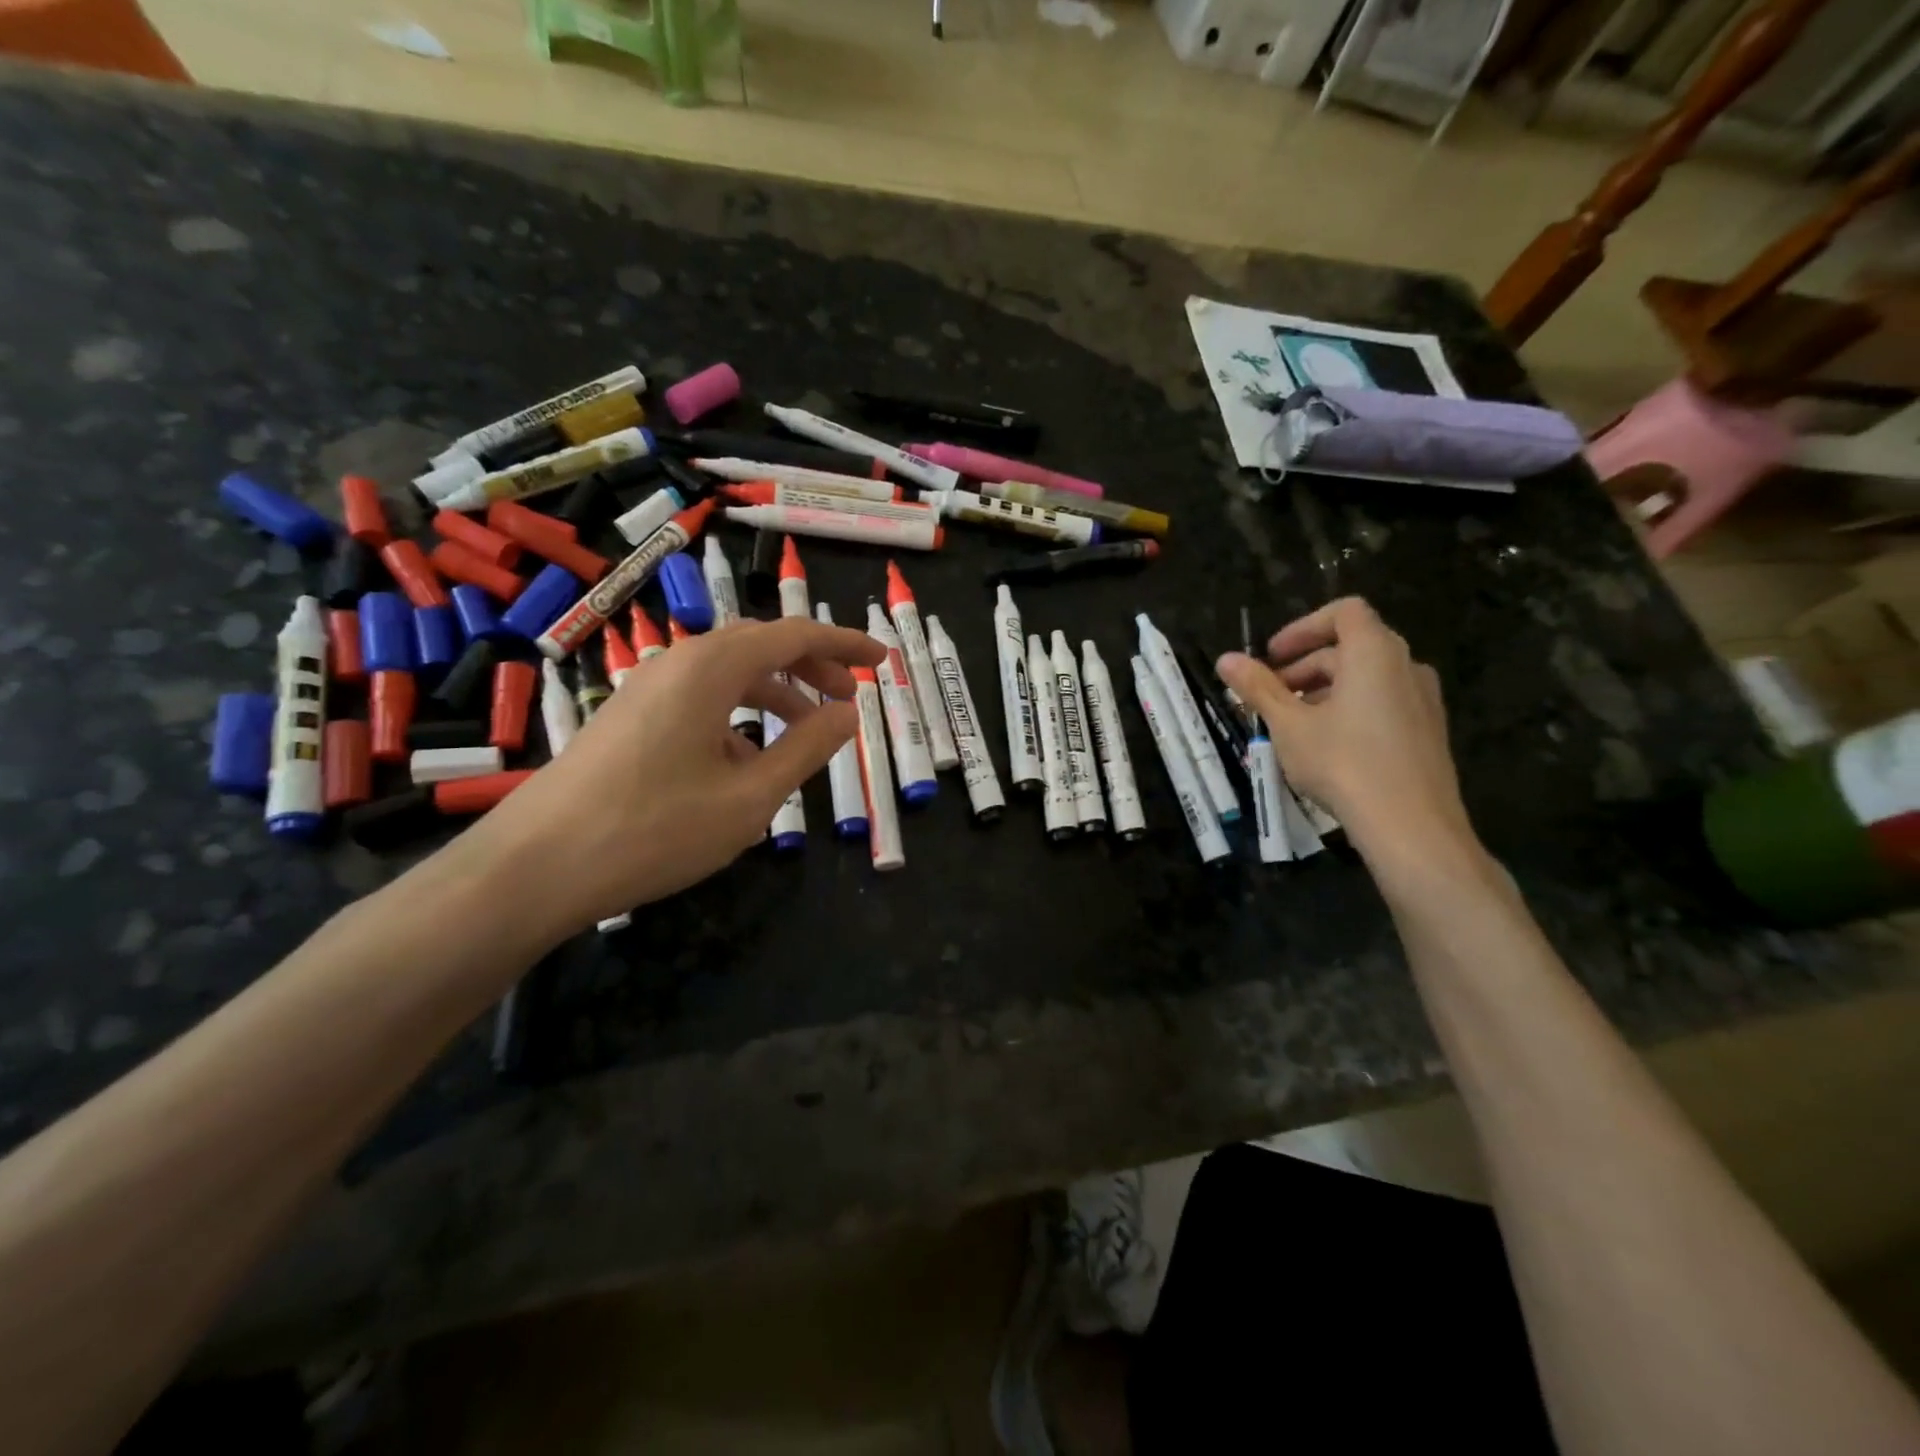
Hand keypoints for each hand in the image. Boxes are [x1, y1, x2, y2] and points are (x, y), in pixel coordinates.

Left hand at [468, 616, 884, 935]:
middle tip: (849, 696)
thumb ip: (807, 749)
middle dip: (812, 666)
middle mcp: (678, 664)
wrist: (533, 867)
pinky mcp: (629, 719)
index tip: (883, 660)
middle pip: (760, 647)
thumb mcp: (750, 797)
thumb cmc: (654, 829)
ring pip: (729, 674)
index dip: (845, 644)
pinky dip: (739, 715)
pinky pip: (700, 700)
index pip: (794, 636)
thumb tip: (847, 713)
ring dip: (776, 692)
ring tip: (808, 730)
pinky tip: (747, 761)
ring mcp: (647, 690)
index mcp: (711, 668)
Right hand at [1216, 598, 1475, 866]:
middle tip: (1269, 697)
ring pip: (1366, 678)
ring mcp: (1422, 700)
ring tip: (1292, 724)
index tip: (1271, 656)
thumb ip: (1258, 688)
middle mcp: (1406, 666)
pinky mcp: (1427, 732)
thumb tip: (1225, 659)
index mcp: (1374, 653)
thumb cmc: (1343, 763)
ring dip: (1323, 690)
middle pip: (1350, 647)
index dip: (1302, 627)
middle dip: (1303, 666)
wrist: (1411, 826)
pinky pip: (1383, 703)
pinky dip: (1349, 709)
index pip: (1343, 612)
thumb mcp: (1289, 725)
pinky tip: (1326, 746)